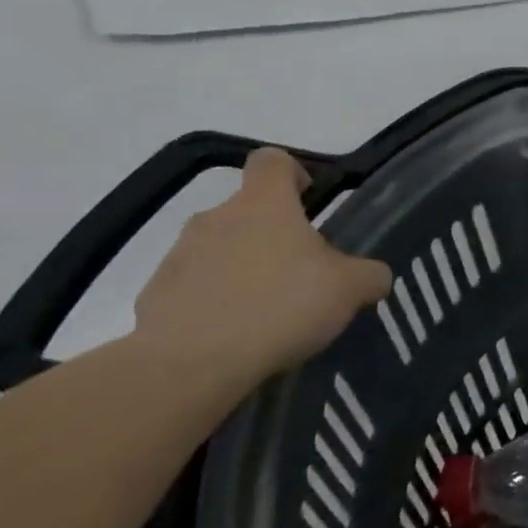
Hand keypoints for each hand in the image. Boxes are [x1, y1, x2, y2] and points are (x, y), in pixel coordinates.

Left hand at [134, 147, 391, 376]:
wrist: (189, 365)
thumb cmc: (279, 306)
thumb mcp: (349, 289)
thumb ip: (369, 275)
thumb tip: (374, 276)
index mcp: (263, 203)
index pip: (272, 161)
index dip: (293, 173)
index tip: (310, 200)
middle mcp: (216, 218)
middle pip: (246, 211)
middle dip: (272, 235)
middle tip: (299, 273)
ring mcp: (178, 256)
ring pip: (218, 250)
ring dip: (241, 270)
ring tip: (266, 313)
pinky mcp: (154, 297)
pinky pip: (192, 289)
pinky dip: (213, 304)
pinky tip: (233, 337)